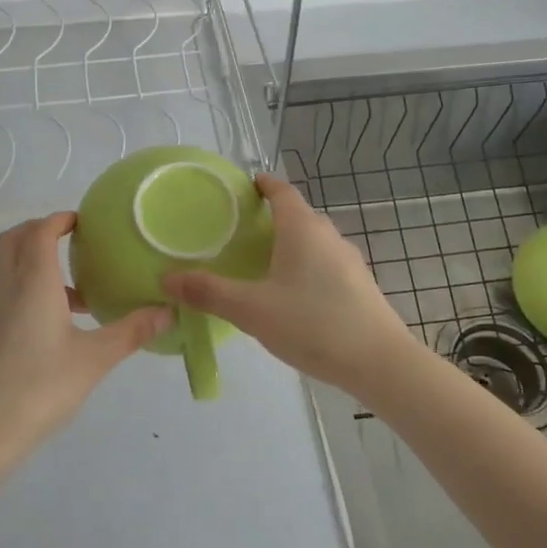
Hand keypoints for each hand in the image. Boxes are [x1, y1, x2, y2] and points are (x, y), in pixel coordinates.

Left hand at [0, 213, 169, 476]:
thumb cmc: (39, 389)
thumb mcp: (94, 360)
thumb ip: (132, 331)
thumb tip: (169, 311)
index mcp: (32, 283)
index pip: (40, 231)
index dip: (60, 219)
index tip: (85, 222)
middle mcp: (5, 288)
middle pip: (12, 240)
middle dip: (39, 231)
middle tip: (72, 241)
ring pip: (5, 268)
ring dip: (33, 262)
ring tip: (75, 291)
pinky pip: (4, 293)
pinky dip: (25, 289)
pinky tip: (54, 325)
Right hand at [162, 174, 424, 399]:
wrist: (380, 362)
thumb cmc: (312, 324)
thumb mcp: (252, 310)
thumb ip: (209, 293)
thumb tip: (166, 278)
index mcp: (303, 229)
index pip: (282, 191)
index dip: (263, 184)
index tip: (245, 185)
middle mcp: (329, 236)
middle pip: (298, 215)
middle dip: (271, 218)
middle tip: (240, 231)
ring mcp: (349, 261)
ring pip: (313, 242)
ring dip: (289, 245)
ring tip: (261, 264)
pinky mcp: (360, 286)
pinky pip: (325, 264)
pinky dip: (305, 267)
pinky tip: (292, 296)